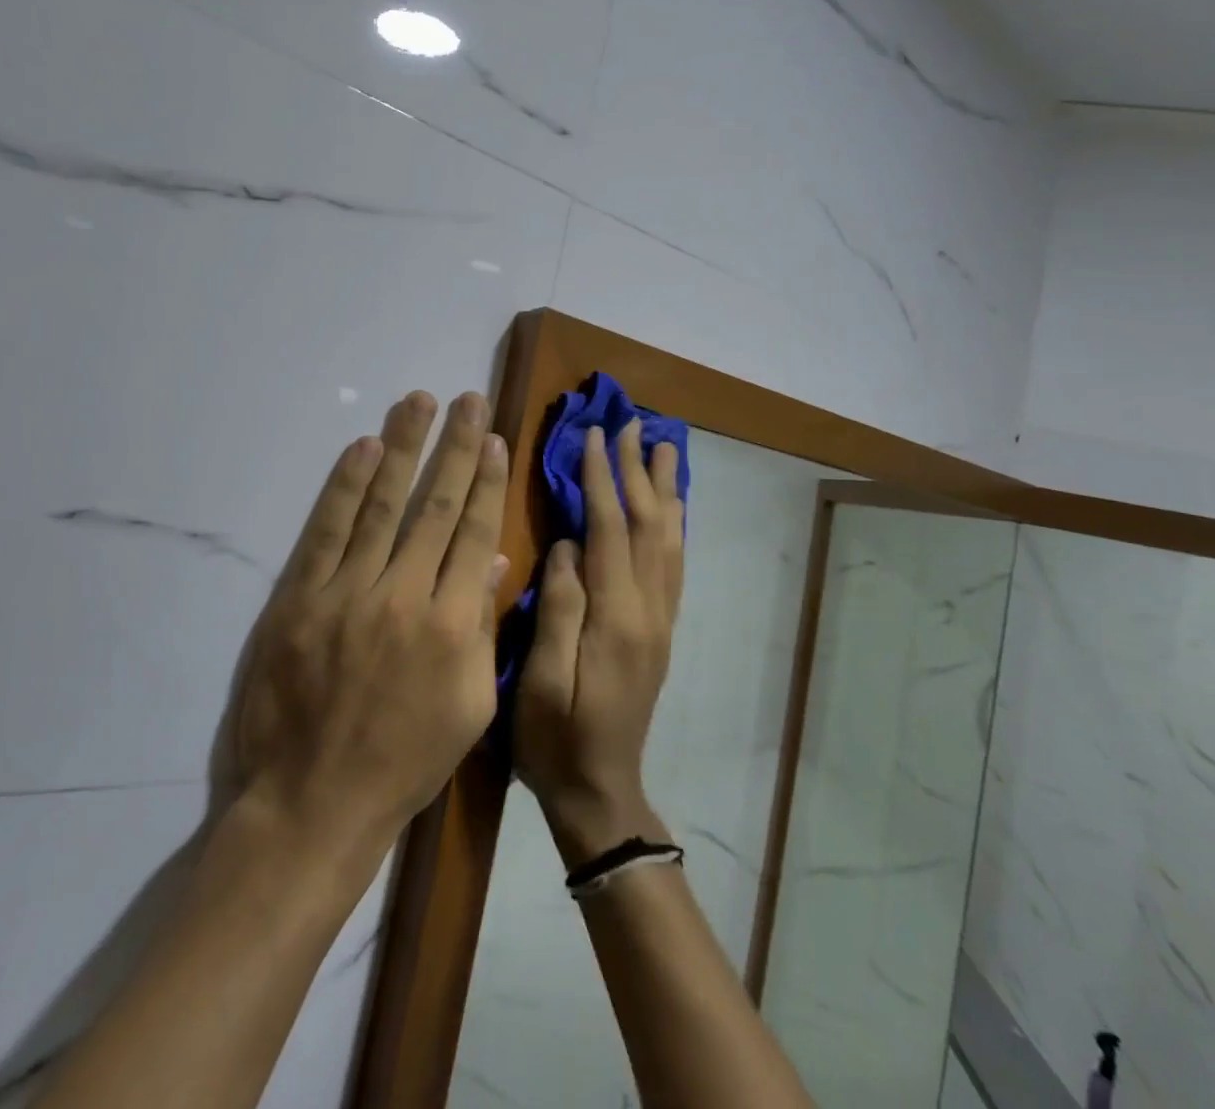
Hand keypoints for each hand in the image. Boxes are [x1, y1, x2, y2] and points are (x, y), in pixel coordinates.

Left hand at [234, 391, 509, 852]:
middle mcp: (406, 597)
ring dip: (403, 447)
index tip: (495, 438)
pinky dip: (345, 486)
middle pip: (435, 506)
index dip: (487, 481)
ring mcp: (348, 594)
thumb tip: (491, 560)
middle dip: (456, 447)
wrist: (314, 802)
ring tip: (418, 402)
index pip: (475, 533)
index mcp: (455, 627)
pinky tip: (362, 447)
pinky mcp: (299, 598)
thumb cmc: (404, 761)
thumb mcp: (469, 707)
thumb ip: (482, 628)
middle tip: (468, 399)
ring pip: (383, 505)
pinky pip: (327, 531)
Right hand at [515, 419, 683, 867]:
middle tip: (634, 423)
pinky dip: (674, 524)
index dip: (601, 479)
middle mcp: (648, 610)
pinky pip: (674, 564)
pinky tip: (671, 507)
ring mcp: (661, 620)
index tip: (594, 435)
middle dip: (638, 470)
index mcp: (615, 618)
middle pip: (648, 525)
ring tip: (663, 448)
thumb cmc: (555, 740)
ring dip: (665, 489)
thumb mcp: (540, 681)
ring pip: (669, 539)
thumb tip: (566, 546)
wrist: (600, 791)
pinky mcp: (661, 630)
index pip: (609, 530)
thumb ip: (558, 609)